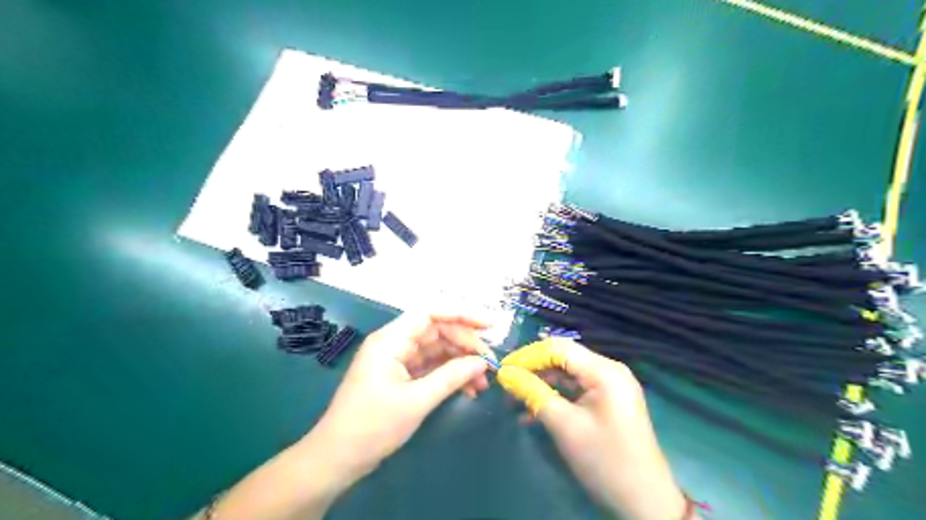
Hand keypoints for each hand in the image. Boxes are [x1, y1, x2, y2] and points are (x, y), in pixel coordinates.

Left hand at [307, 309, 495, 483]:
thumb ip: (451, 377)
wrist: (337, 459)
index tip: (488, 326)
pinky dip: (448, 375)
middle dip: (464, 345)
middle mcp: (393, 344)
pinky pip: (429, 367)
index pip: (430, 314)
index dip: (461, 315)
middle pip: (436, 332)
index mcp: (391, 340)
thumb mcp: (417, 401)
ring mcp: (396, 361)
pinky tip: (467, 389)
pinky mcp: (399, 377)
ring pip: (435, 351)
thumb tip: (482, 362)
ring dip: (459, 363)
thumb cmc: (373, 426)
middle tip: (488, 363)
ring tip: (482, 382)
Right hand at [500, 339, 686, 518]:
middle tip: (506, 386)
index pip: (558, 348)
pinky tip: (532, 414)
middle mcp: (609, 370)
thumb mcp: (563, 425)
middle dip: (533, 372)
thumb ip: (533, 393)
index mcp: (604, 371)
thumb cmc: (604, 460)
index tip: (503, 369)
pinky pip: (576, 390)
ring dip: (541, 386)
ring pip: (567, 375)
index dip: (528, 356)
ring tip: (513, 402)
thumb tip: (505, 374)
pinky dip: (555, 398)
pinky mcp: (608, 401)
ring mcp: (610, 386)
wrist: (645, 501)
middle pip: (563, 359)